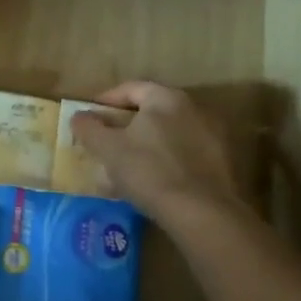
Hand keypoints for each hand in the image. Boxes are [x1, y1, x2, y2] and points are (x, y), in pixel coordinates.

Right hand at [68, 82, 241, 222]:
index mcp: (166, 98)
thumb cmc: (148, 171)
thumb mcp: (108, 149)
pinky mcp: (222, 162)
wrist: (201, 212)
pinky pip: (185, 152)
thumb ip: (89, 128)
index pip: (131, 88)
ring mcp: (212, 135)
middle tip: (106, 141)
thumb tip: (79, 116)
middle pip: (152, 110)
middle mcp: (194, 108)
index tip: (89, 117)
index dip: (106, 100)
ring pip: (169, 133)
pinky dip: (166, 159)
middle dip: (126, 123)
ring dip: (147, 143)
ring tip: (127, 165)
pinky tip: (153, 180)